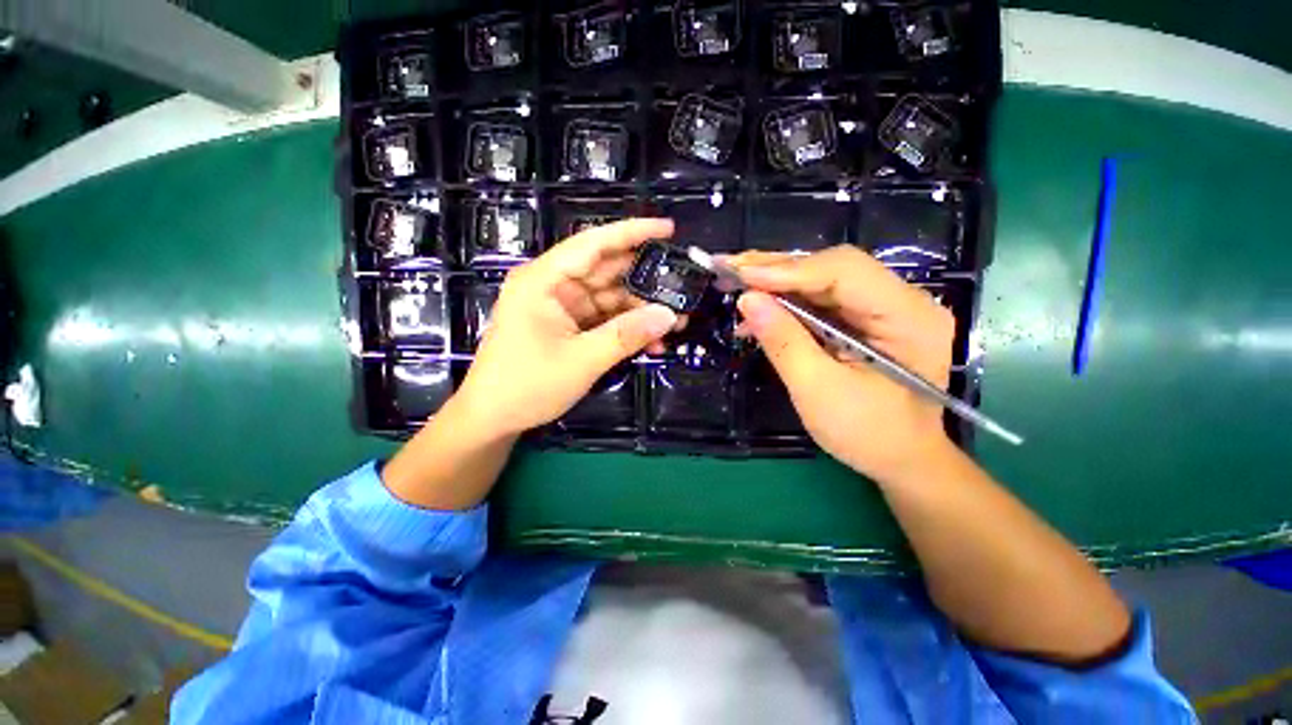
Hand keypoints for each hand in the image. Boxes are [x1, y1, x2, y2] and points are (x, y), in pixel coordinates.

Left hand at [452, 219, 679, 436]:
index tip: (668, 229)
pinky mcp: (570, 327)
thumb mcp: (582, 360)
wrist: (494, 419)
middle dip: (646, 281)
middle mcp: (554, 286)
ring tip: (677, 322)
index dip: (632, 233)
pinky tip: (653, 342)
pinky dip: (627, 330)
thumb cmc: (527, 385)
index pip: (593, 244)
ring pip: (611, 299)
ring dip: (641, 311)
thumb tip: (670, 315)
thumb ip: (626, 335)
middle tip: (683, 286)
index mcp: (545, 280)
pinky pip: (605, 320)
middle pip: (607, 272)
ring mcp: (563, 308)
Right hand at [728, 245, 956, 482]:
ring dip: (776, 282)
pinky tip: (758, 312)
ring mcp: (885, 308)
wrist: (901, 459)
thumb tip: (747, 299)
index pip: (844, 272)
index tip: (742, 275)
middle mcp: (902, 301)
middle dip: (776, 268)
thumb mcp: (817, 391)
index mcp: (907, 317)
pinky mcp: (867, 319)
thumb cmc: (867, 434)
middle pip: (832, 268)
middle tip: (728, 267)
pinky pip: (822, 299)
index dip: (788, 270)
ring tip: (735, 283)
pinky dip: (786, 302)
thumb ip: (783, 342)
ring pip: (822, 279)